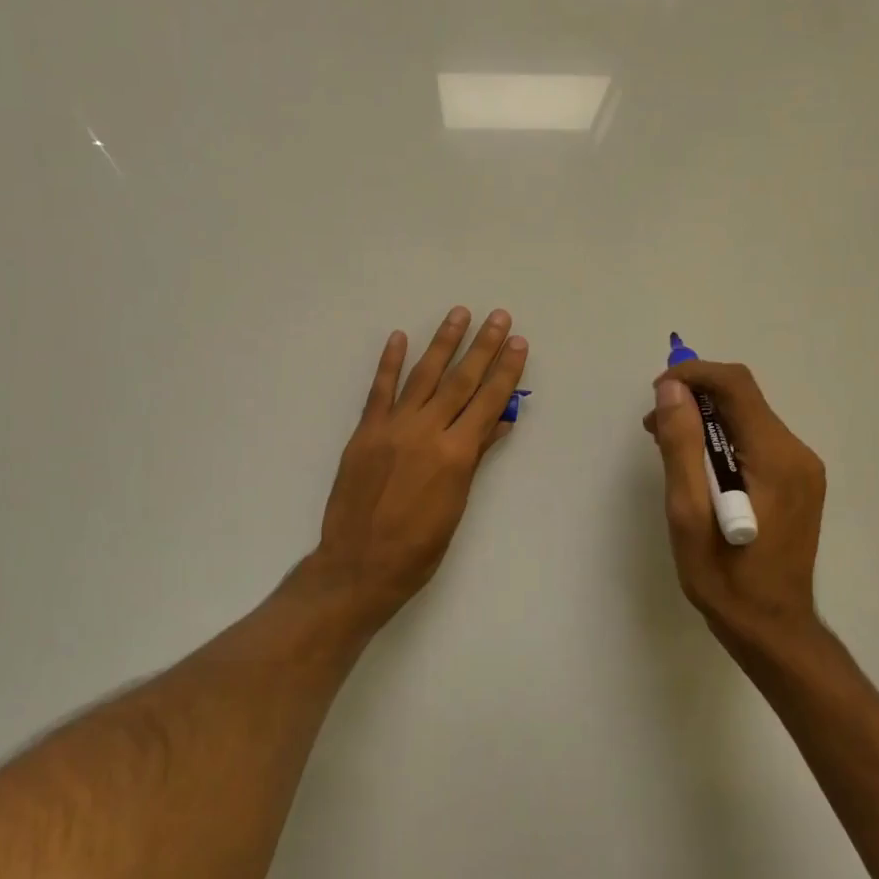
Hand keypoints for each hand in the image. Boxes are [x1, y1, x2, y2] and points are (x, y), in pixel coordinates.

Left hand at [308, 307, 527, 629]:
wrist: (360, 564)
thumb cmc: (418, 547)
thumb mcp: (456, 505)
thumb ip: (474, 459)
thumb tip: (498, 422)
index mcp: (456, 454)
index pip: (487, 402)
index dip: (506, 371)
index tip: (518, 343)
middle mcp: (427, 432)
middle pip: (460, 381)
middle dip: (482, 347)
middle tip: (498, 317)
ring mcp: (392, 428)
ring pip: (422, 376)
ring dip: (442, 343)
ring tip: (458, 314)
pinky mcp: (365, 432)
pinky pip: (379, 391)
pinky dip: (389, 363)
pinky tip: (399, 338)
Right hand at [642, 359, 826, 655]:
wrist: (771, 628)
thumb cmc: (724, 577)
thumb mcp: (688, 513)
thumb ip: (680, 447)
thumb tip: (671, 390)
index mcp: (776, 458)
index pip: (736, 386)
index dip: (692, 376)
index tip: (655, 395)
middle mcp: (798, 454)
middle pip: (743, 400)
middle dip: (694, 400)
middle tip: (652, 429)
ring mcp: (802, 470)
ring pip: (747, 421)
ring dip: (704, 422)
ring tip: (667, 449)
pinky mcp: (797, 485)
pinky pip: (755, 444)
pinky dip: (720, 443)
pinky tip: (697, 471)